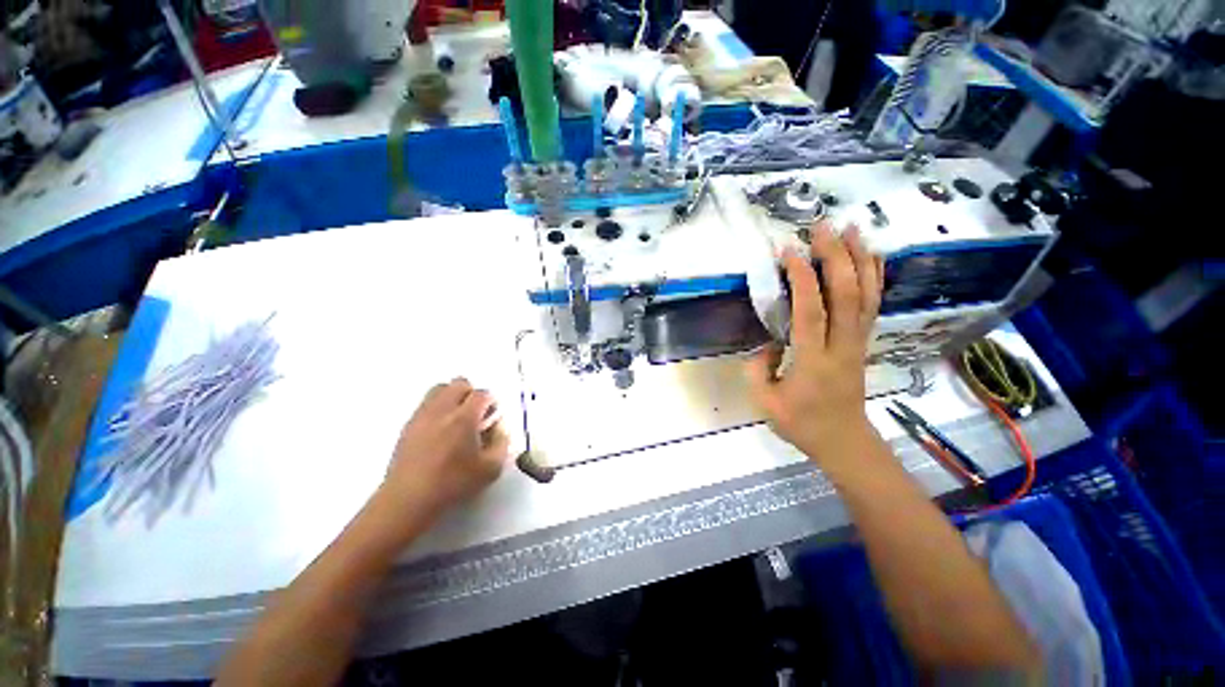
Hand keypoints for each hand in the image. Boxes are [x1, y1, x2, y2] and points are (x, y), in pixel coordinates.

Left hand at [375, 378, 510, 529]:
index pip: (482, 393)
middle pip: (459, 384)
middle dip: (472, 393)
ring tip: (457, 418)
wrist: (408, 500)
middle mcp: (442, 410)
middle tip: (476, 414)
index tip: (492, 416)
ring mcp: (422, 416)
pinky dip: (437, 408)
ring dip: (453, 397)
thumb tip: (499, 429)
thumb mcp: (490, 469)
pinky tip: (441, 430)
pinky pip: (426, 404)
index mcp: (464, 418)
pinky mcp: (408, 425)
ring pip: (439, 389)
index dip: (491, 402)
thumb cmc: (453, 484)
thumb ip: (501, 443)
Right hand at [745, 222, 883, 469]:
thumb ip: (757, 368)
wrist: (843, 441)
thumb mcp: (764, 402)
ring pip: (867, 295)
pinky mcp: (863, 343)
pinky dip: (875, 276)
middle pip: (847, 295)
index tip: (788, 251)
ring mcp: (858, 343)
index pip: (811, 312)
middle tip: (821, 227)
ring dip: (860, 258)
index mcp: (813, 361)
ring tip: (851, 229)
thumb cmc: (801, 424)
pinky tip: (871, 256)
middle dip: (836, 256)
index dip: (802, 278)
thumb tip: (767, 340)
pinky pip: (873, 305)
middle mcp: (841, 347)